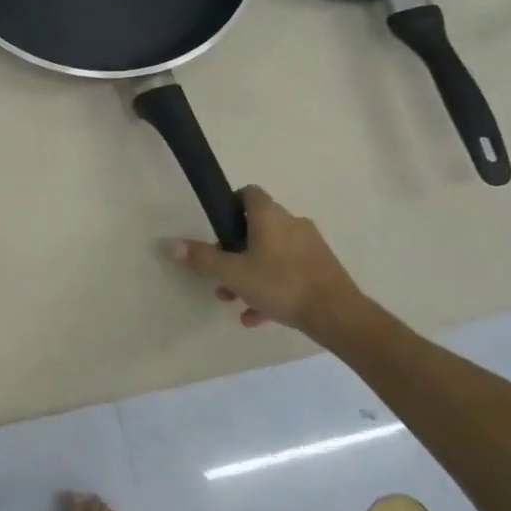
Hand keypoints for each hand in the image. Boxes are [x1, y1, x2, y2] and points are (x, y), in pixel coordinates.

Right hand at [169, 186, 363, 341]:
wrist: (337, 314)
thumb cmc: (281, 284)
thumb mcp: (233, 273)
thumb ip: (203, 259)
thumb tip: (173, 245)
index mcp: (270, 217)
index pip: (249, 194)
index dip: (229, 205)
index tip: (216, 227)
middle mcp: (292, 224)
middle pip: (256, 229)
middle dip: (234, 251)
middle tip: (220, 273)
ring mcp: (309, 247)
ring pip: (270, 254)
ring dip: (249, 273)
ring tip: (234, 300)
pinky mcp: (320, 270)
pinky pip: (286, 273)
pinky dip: (269, 289)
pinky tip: (255, 316)